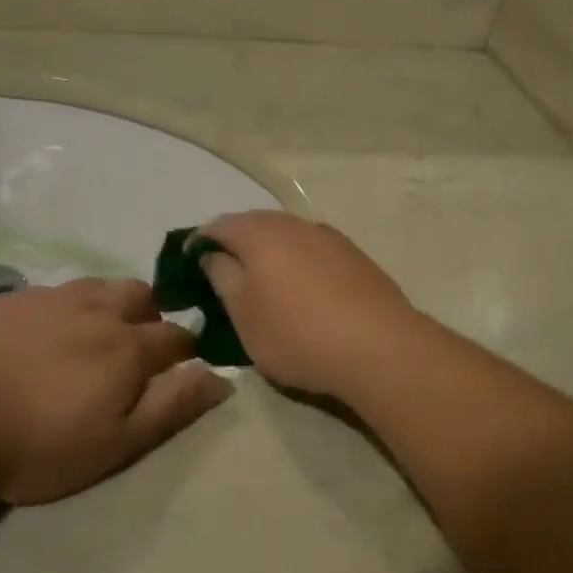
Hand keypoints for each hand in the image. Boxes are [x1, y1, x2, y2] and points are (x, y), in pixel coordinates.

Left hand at [0, 278, 232, 505]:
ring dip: (111, 304)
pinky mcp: (12, 298)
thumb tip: (221, 377)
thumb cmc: (35, 442)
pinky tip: (45, 331)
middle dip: (152, 315)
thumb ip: (172, 407)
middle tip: (139, 347)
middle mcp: (98, 310)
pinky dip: (67, 307)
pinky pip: (56, 292)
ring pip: (100, 287)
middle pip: (142, 296)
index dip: (189, 350)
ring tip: (96, 333)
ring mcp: (52, 298)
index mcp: (129, 347)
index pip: (178, 337)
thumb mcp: (115, 444)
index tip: (186, 365)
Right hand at [196, 212, 425, 398]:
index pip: (219, 225)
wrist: (380, 348)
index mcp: (261, 234)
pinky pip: (314, 251)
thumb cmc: (297, 334)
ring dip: (271, 253)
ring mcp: (330, 238)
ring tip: (265, 285)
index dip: (201, 242)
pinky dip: (300, 263)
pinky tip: (304, 290)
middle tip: (226, 276)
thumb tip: (212, 255)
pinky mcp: (356, 257)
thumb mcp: (243, 315)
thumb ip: (222, 277)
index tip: (192, 266)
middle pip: (256, 225)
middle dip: (237, 244)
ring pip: (288, 236)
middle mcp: (295, 224)